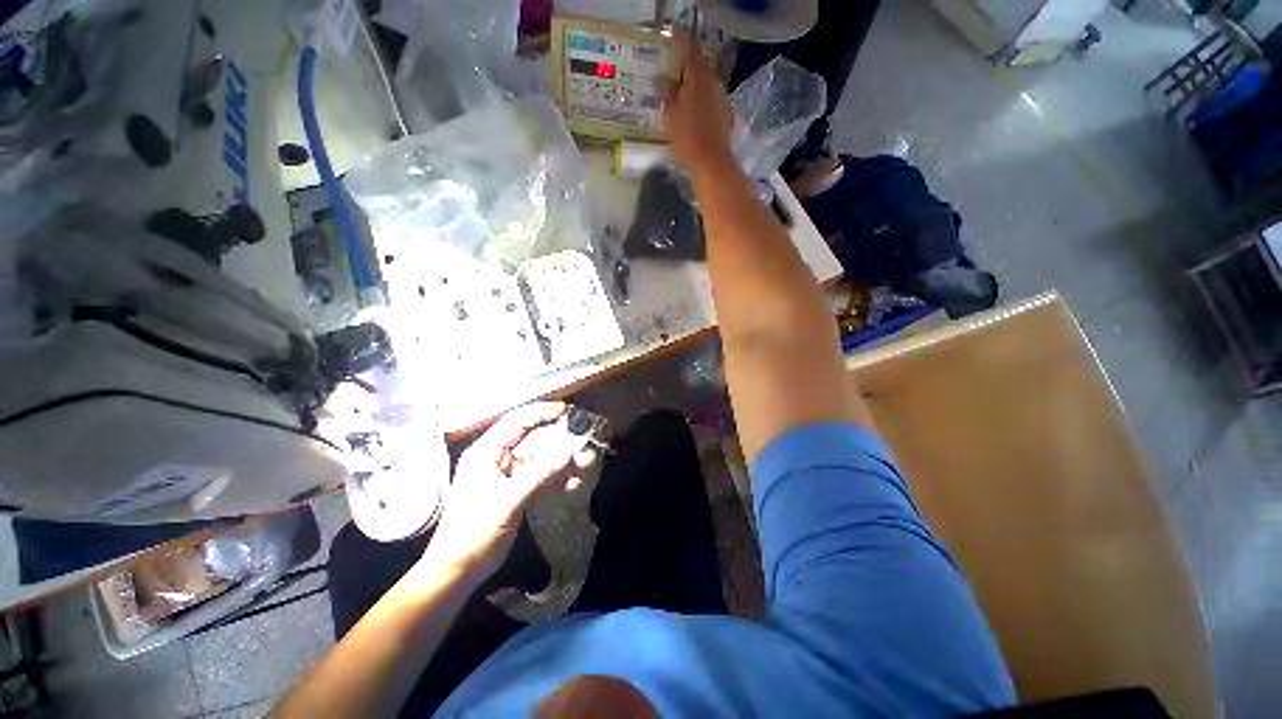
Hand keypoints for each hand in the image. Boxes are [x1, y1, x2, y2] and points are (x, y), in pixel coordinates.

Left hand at [424, 403, 592, 576]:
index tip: (567, 412)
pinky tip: (573, 485)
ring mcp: (508, 476)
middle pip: (534, 440)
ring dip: (563, 462)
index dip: (541, 413)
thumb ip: (539, 474)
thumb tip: (570, 449)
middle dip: (560, 443)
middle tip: (585, 447)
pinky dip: (557, 479)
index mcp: (486, 452)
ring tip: (585, 467)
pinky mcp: (517, 491)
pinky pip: (541, 477)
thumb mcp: (508, 501)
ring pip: (541, 459)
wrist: (458, 572)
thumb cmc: (474, 532)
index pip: (516, 421)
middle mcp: (498, 459)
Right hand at [663, 31, 735, 173]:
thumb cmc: (687, 137)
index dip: (681, 39)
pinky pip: (713, 102)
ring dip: (696, 89)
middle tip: (673, 78)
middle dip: (687, 71)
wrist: (711, 162)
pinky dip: (704, 104)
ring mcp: (723, 98)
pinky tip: (695, 117)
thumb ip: (667, 94)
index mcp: (697, 76)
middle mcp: (714, 81)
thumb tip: (665, 81)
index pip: (690, 48)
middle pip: (700, 68)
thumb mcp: (669, 116)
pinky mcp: (727, 114)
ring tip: (683, 101)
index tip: (673, 37)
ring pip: (707, 86)